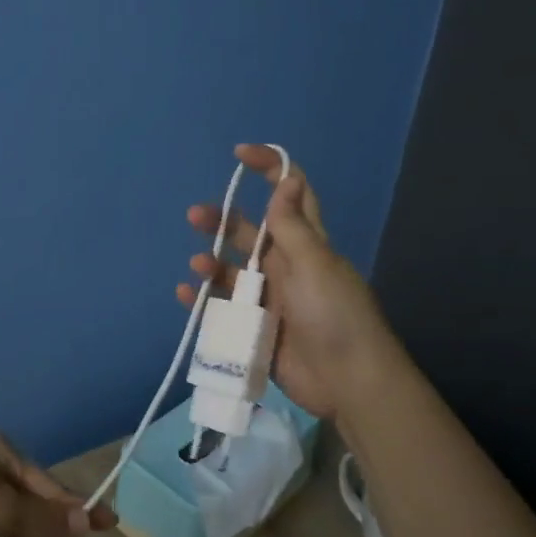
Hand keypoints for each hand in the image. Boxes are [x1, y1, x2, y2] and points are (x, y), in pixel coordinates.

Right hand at [177, 144, 392, 419]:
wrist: (348, 382)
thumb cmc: (335, 316)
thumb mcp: (315, 265)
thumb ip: (292, 226)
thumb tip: (288, 179)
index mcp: (307, 245)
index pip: (290, 194)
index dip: (270, 168)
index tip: (240, 154)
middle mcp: (286, 266)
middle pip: (250, 233)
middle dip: (223, 220)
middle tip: (195, 215)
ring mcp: (270, 299)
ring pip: (233, 271)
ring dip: (211, 263)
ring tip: (197, 265)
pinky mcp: (256, 328)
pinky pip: (224, 308)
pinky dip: (204, 300)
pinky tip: (187, 295)